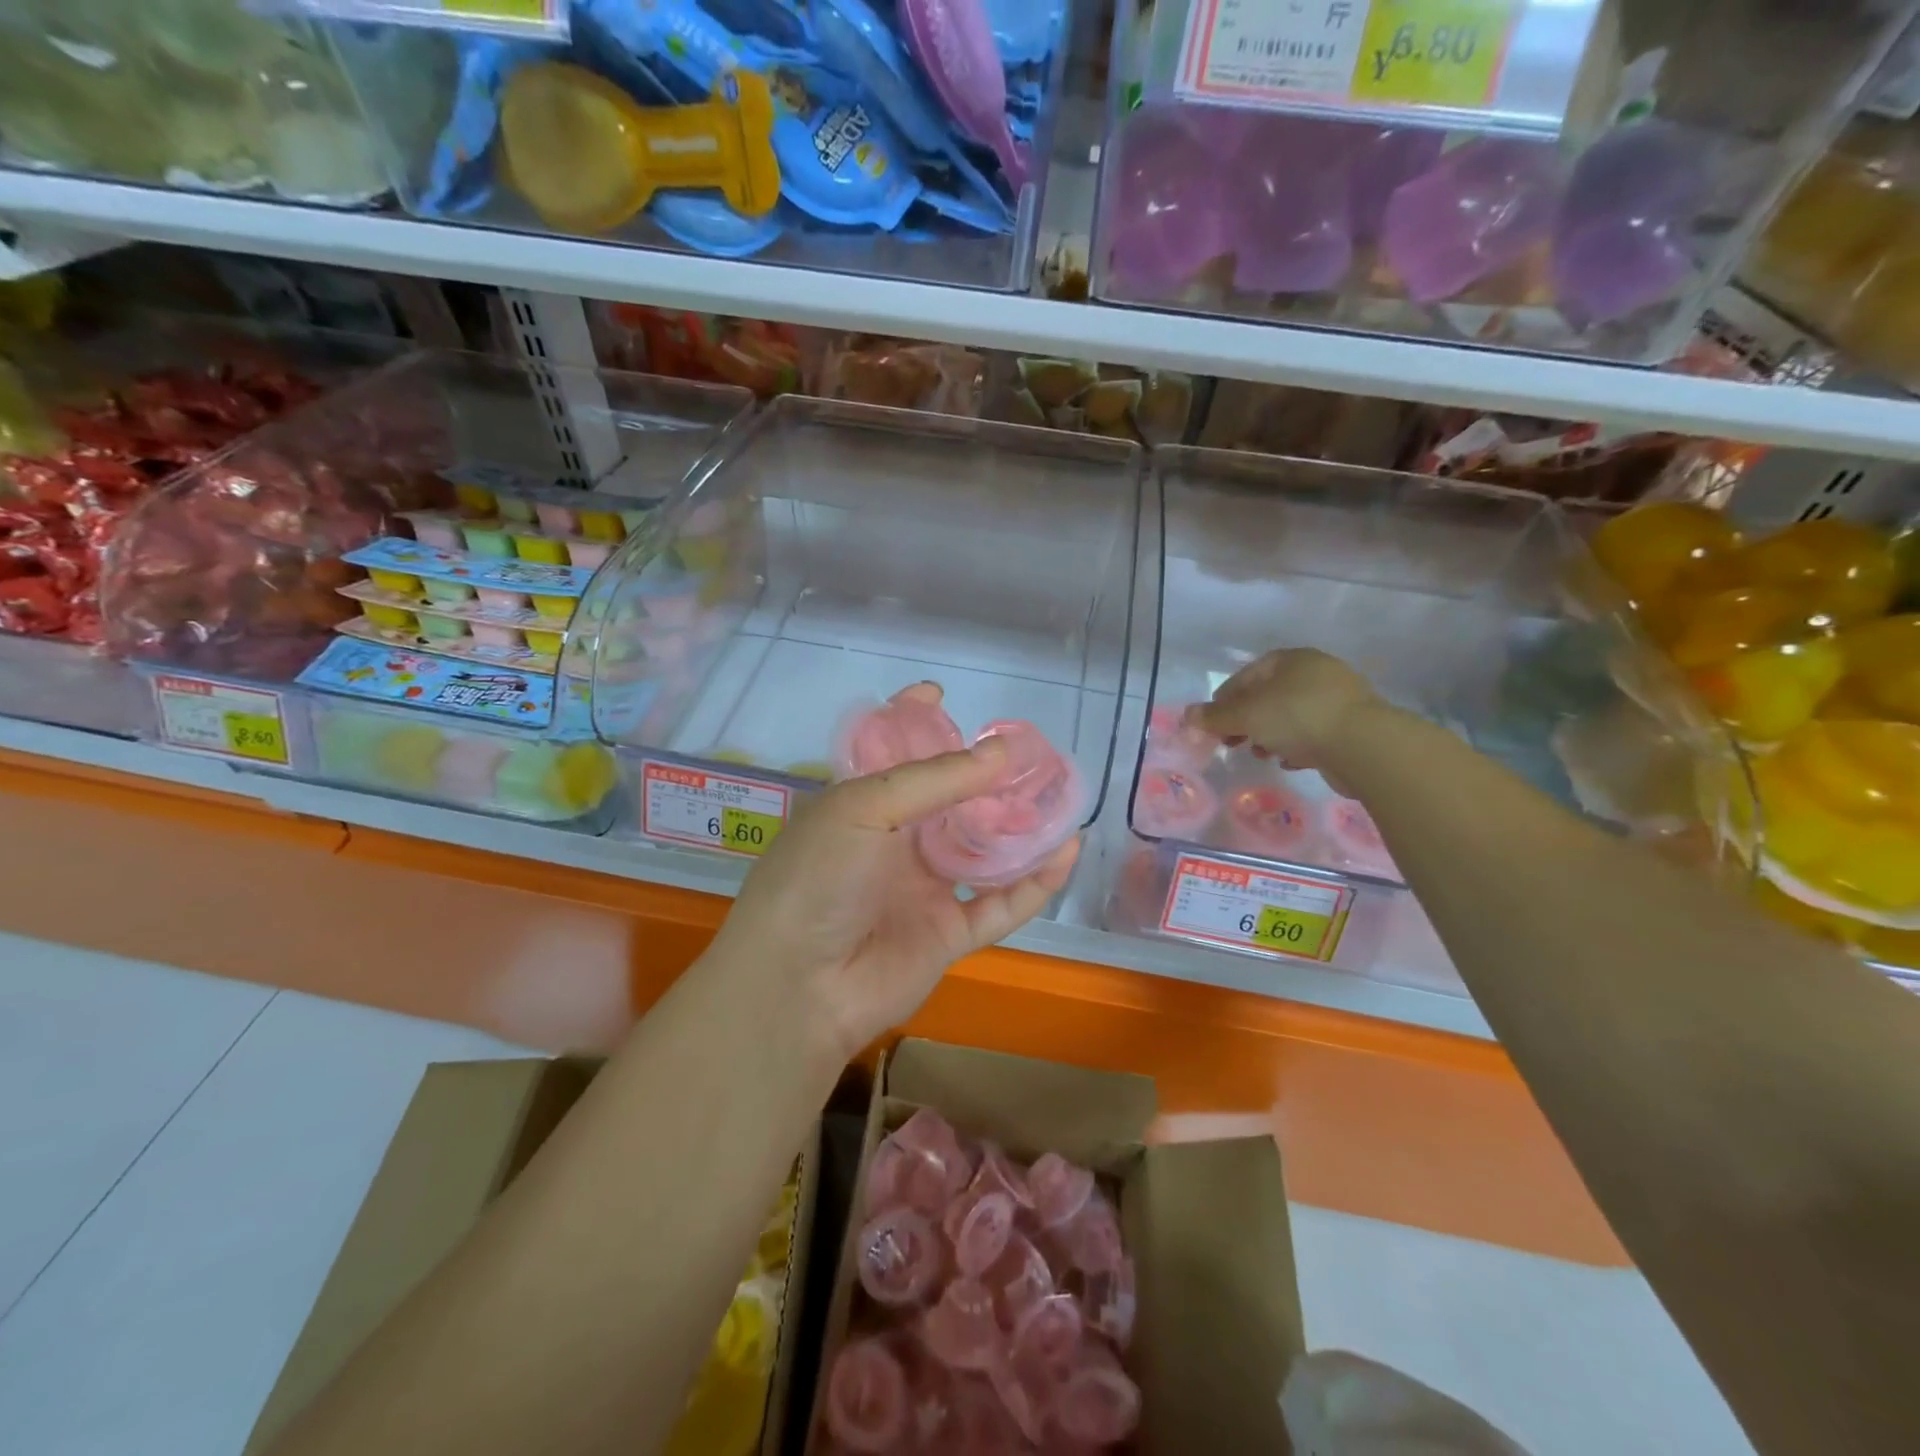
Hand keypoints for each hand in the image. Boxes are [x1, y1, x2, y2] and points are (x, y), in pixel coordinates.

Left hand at [710, 688, 1079, 1065]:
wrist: (798, 986)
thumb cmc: (819, 877)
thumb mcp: (864, 809)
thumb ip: (936, 780)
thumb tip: (1003, 751)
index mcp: (861, 806)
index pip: (890, 754)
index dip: (913, 722)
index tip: (941, 694)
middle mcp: (895, 843)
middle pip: (950, 801)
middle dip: (987, 777)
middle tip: (1031, 753)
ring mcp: (923, 889)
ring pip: (983, 851)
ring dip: (1020, 828)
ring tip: (1060, 796)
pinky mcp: (949, 934)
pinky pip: (1000, 904)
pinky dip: (1035, 882)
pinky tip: (1066, 852)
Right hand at [1188, 648, 1384, 774]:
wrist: (1363, 745)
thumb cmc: (1296, 718)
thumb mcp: (1246, 716)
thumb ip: (1215, 717)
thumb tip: (1187, 715)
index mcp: (1291, 659)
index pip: (1247, 675)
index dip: (1224, 699)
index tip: (1213, 724)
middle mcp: (1316, 671)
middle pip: (1269, 695)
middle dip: (1247, 720)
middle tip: (1232, 741)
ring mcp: (1338, 698)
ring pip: (1291, 715)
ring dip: (1270, 734)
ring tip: (1260, 753)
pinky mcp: (1352, 725)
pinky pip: (1314, 732)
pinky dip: (1297, 744)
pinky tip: (1289, 761)